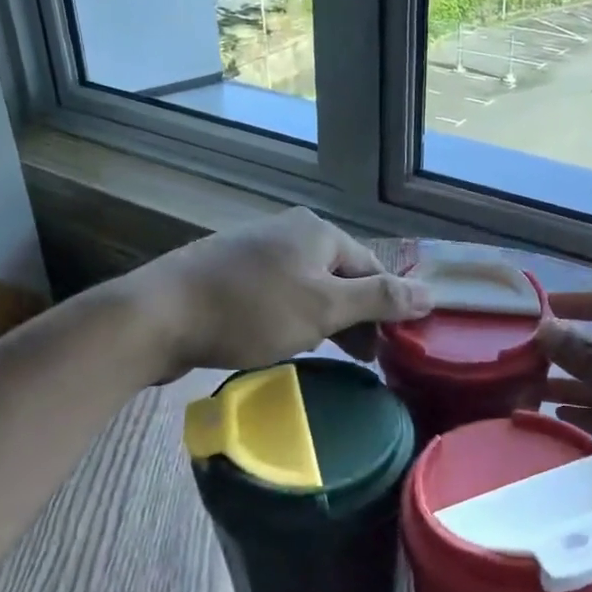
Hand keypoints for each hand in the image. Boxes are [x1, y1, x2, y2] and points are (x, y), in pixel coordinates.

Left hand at [122, 209, 430, 375]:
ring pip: (308, 286)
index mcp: (318, 231)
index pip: (372, 268)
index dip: (385, 309)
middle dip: (354, 316)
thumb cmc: (251, 310)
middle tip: (360, 360)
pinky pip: (277, 294)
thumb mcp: (324, 308)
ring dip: (323, 320)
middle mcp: (290, 231)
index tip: (387, 352)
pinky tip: (283, 341)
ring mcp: (256, 249)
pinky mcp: (230, 272)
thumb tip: (432, 292)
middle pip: (340, 275)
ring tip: (325, 355)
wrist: (159, 315)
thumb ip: (379, 299)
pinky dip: (290, 317)